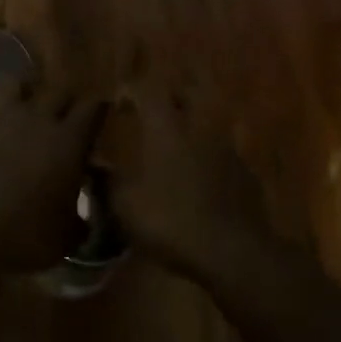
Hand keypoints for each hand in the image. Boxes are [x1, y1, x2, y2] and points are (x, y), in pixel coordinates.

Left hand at [0, 79, 103, 277]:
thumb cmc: (21, 238)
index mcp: (68, 142)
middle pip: (56, 91)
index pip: (92, 109)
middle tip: (61, 116)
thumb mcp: (64, 239)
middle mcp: (34, 118)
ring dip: (16, 92)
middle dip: (62, 101)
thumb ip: (78, 222)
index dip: (97, 110)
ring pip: (10, 82)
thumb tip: (83, 220)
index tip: (98, 115)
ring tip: (15, 106)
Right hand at [95, 90, 297, 292]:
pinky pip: (221, 154)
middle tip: (152, 113)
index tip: (119, 102)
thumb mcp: (125, 208)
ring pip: (207, 123)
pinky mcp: (245, 173)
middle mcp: (199, 128)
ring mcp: (227, 149)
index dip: (131, 90)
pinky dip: (207, 158)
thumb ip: (107, 184)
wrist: (233, 251)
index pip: (147, 91)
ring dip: (190, 128)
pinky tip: (198, 180)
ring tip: (174, 149)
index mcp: (166, 129)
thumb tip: (95, 170)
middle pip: (186, 94)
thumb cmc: (171, 221)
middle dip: (169, 97)